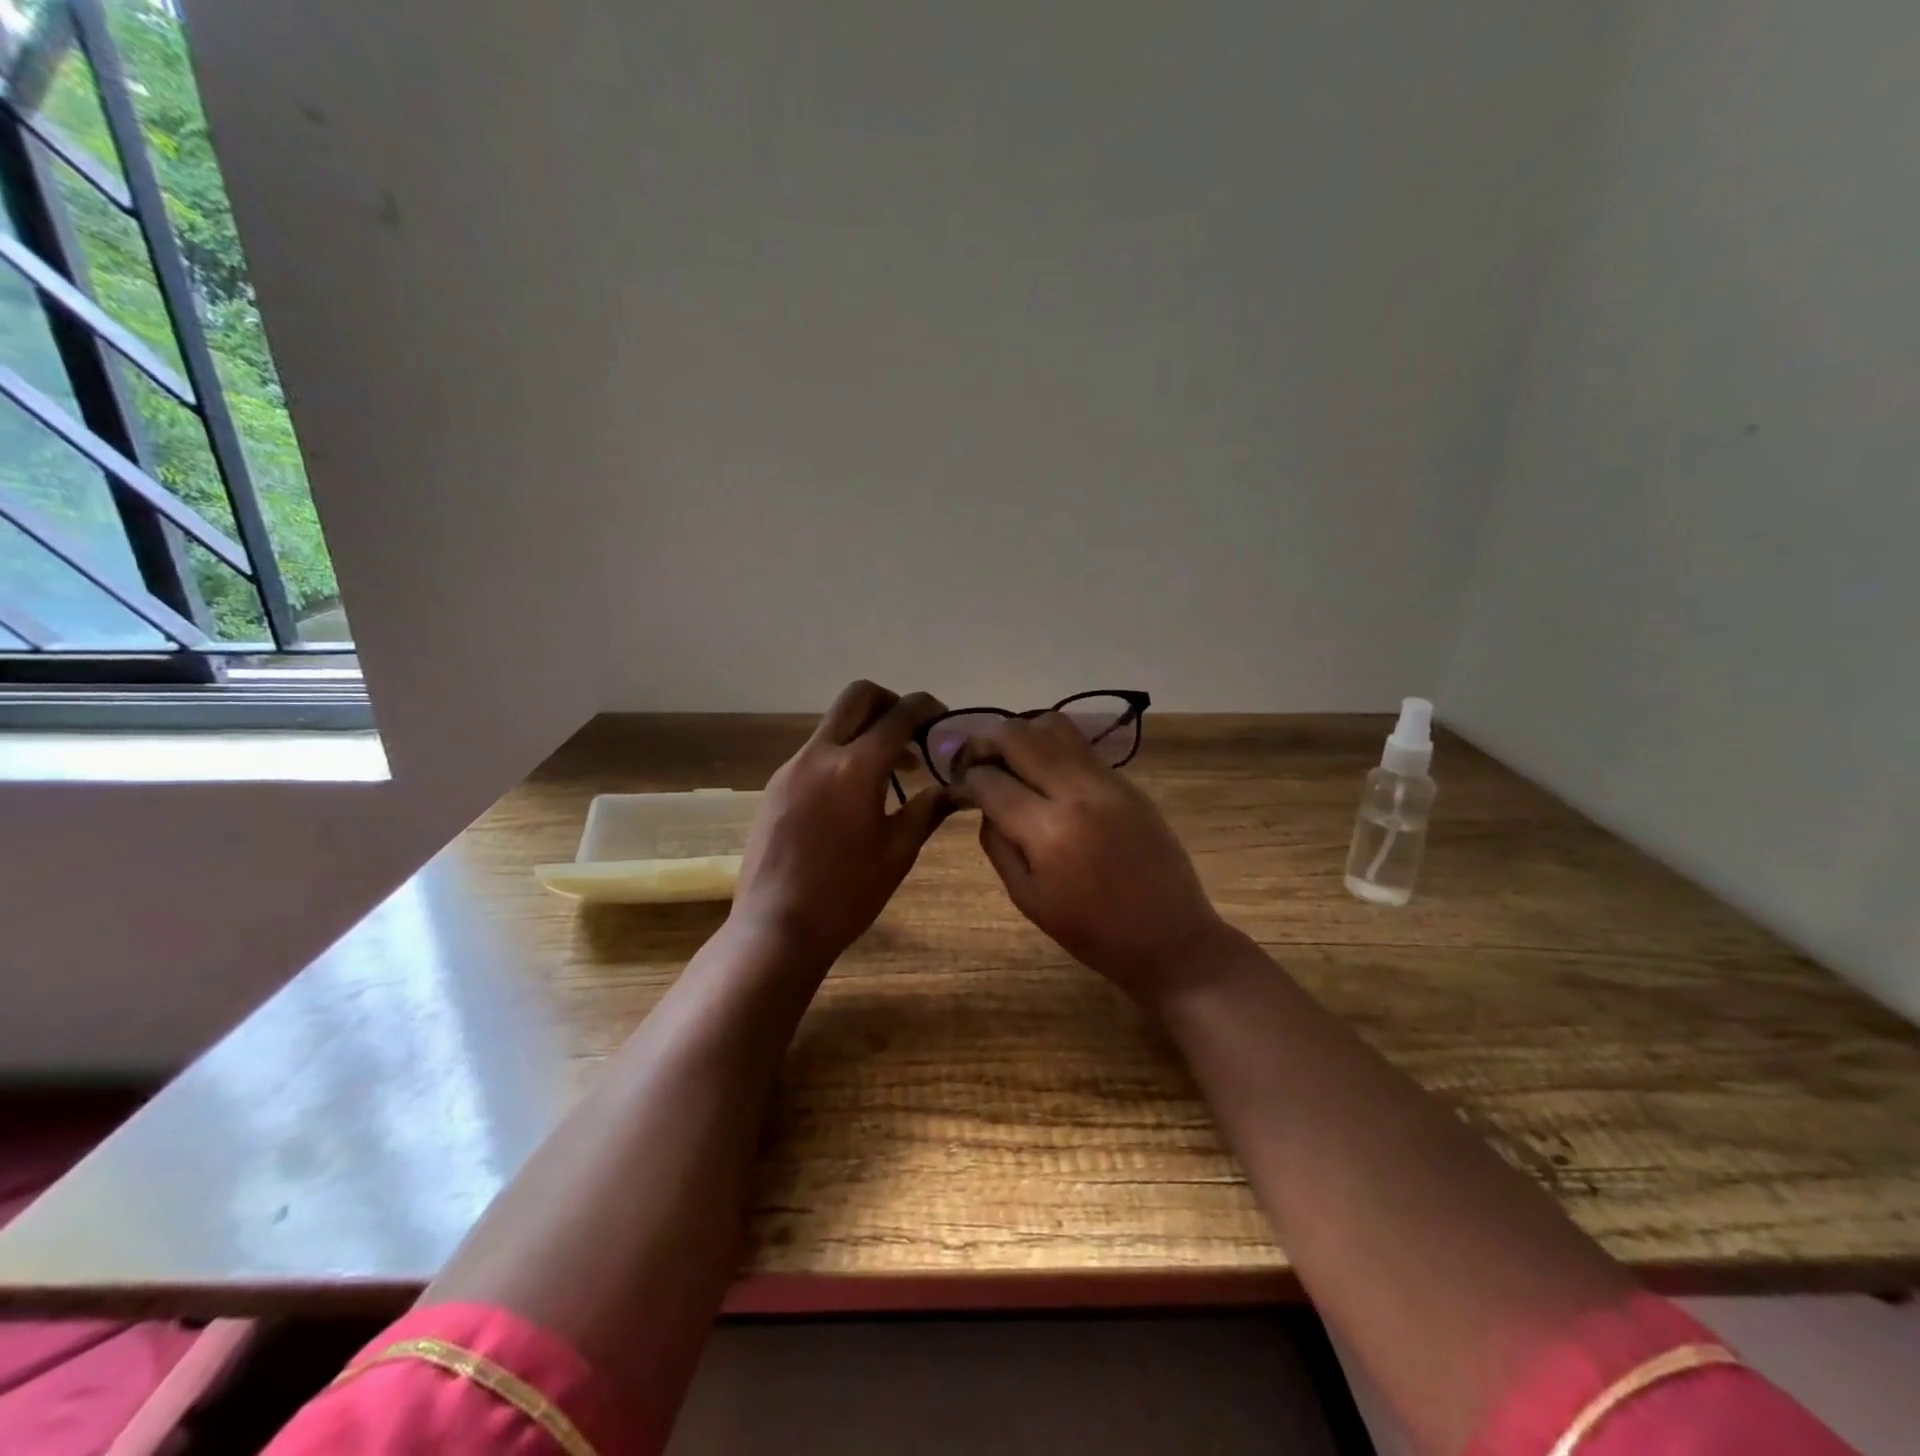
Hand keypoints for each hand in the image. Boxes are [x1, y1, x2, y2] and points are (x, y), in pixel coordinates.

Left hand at [732, 680, 951, 966]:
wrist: (776, 928)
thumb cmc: (846, 895)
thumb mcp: (897, 853)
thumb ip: (928, 810)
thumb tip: (957, 788)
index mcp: (856, 768)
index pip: (900, 715)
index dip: (926, 708)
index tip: (942, 719)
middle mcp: (820, 754)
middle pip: (858, 696)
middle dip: (890, 703)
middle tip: (911, 734)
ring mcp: (791, 767)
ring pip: (834, 724)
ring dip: (865, 732)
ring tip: (889, 772)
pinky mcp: (775, 786)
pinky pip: (815, 752)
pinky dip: (841, 755)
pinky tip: (853, 796)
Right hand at [948, 714, 1233, 1008]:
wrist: (1171, 938)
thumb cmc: (1093, 933)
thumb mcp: (1028, 899)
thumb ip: (998, 844)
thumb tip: (985, 806)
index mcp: (1048, 831)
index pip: (989, 781)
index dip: (963, 781)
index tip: (955, 788)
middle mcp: (1077, 792)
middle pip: (1018, 736)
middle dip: (983, 742)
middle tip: (972, 761)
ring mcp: (1107, 781)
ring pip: (1053, 726)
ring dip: (1020, 735)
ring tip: (1008, 760)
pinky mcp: (1127, 782)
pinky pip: (1080, 747)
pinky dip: (1051, 748)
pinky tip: (1043, 774)